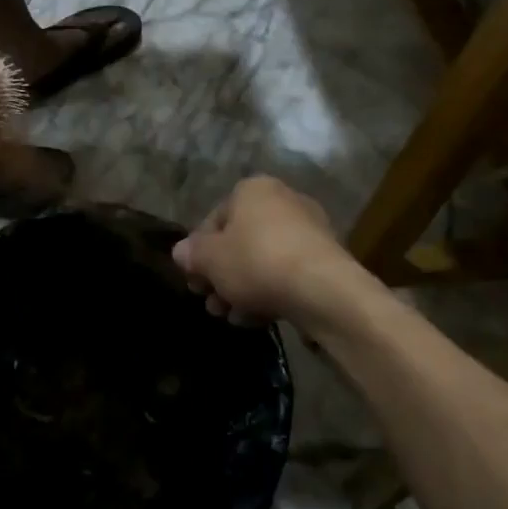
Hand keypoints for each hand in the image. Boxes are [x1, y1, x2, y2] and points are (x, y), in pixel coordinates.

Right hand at [172, 176, 379, 327]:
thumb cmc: (257, 262)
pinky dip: (270, 292)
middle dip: (221, 275)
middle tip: (211, 303)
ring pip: (262, 260)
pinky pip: (287, 273)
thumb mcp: (210, 259)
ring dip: (242, 288)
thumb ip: (192, 254)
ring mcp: (309, 230)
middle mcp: (282, 201)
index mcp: (252, 189)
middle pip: (239, 241)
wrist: (324, 292)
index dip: (198, 253)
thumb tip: (181, 252)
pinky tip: (257, 319)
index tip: (194, 281)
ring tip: (232, 317)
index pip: (213, 219)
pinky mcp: (326, 260)